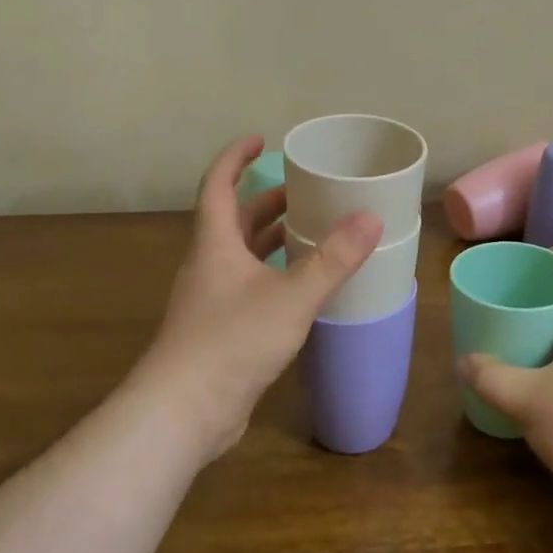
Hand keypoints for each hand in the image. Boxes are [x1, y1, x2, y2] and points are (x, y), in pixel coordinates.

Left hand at [142, 135, 381, 461]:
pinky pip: (249, 287)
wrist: (182, 413)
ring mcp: (212, 300)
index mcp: (215, 244)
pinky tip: (303, 288)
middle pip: (236, 220)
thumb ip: (332, 260)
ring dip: (273, 240)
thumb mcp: (291, 297)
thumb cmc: (231, 342)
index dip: (236, 158)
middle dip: (269, 201)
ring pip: (243, 256)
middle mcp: (209, 265)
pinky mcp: (220, 330)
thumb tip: (371, 219)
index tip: (261, 139)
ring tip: (313, 232)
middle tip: (308, 191)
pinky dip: (274, 275)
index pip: (219, 185)